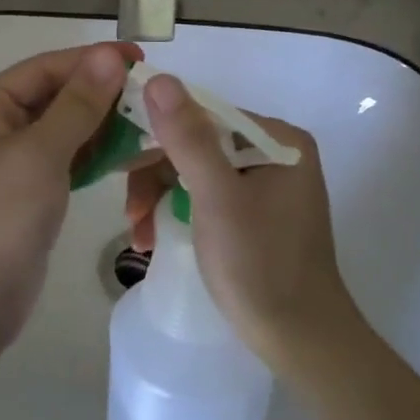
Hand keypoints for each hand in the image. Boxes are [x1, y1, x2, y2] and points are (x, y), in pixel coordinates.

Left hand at [0, 43, 135, 353]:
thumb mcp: (39, 154)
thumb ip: (77, 104)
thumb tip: (110, 55)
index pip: (46, 68)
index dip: (93, 61)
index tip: (142, 59)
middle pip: (55, 97)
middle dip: (102, 95)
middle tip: (154, 99)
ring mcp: (9, 163)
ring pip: (64, 131)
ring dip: (102, 127)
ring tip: (150, 127)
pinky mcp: (26, 194)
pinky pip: (64, 162)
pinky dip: (93, 157)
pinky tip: (127, 158)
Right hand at [124, 74, 359, 376]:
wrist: (300, 342)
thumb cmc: (260, 265)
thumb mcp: (217, 198)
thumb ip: (187, 138)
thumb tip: (159, 78)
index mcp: (277, 139)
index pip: (203, 114)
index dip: (157, 131)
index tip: (118, 161)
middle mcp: (274, 152)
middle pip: (196, 143)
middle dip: (155, 176)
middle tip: (128, 211)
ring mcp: (265, 184)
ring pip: (194, 171)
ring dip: (159, 197)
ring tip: (137, 234)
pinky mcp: (254, 213)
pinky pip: (205, 196)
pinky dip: (176, 212)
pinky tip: (153, 238)